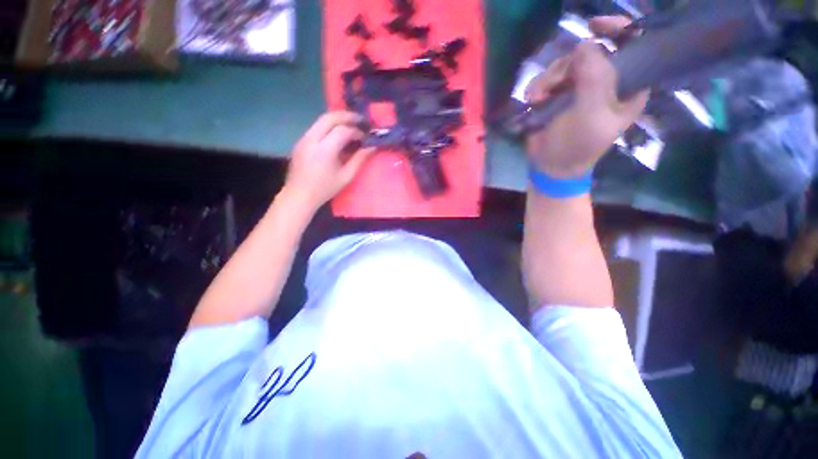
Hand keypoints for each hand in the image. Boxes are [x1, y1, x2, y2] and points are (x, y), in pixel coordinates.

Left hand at [282, 111, 374, 210]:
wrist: (299, 195)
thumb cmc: (325, 189)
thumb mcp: (346, 176)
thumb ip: (360, 159)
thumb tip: (372, 147)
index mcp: (325, 149)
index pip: (343, 130)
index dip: (357, 131)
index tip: (366, 137)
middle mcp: (312, 139)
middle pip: (329, 117)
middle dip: (347, 116)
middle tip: (360, 120)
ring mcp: (304, 138)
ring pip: (321, 119)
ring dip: (337, 119)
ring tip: (351, 125)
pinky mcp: (301, 141)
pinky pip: (316, 127)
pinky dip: (329, 125)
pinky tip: (337, 134)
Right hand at [525, 16, 648, 177]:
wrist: (550, 166)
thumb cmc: (577, 146)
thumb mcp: (591, 115)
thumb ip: (594, 79)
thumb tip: (586, 43)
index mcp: (627, 86)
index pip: (633, 46)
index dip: (617, 30)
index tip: (595, 26)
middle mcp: (605, 82)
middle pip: (590, 53)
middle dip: (568, 65)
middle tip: (554, 84)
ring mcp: (580, 88)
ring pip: (565, 65)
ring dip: (548, 79)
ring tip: (537, 98)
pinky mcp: (558, 96)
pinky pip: (548, 79)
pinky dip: (538, 87)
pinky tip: (533, 100)